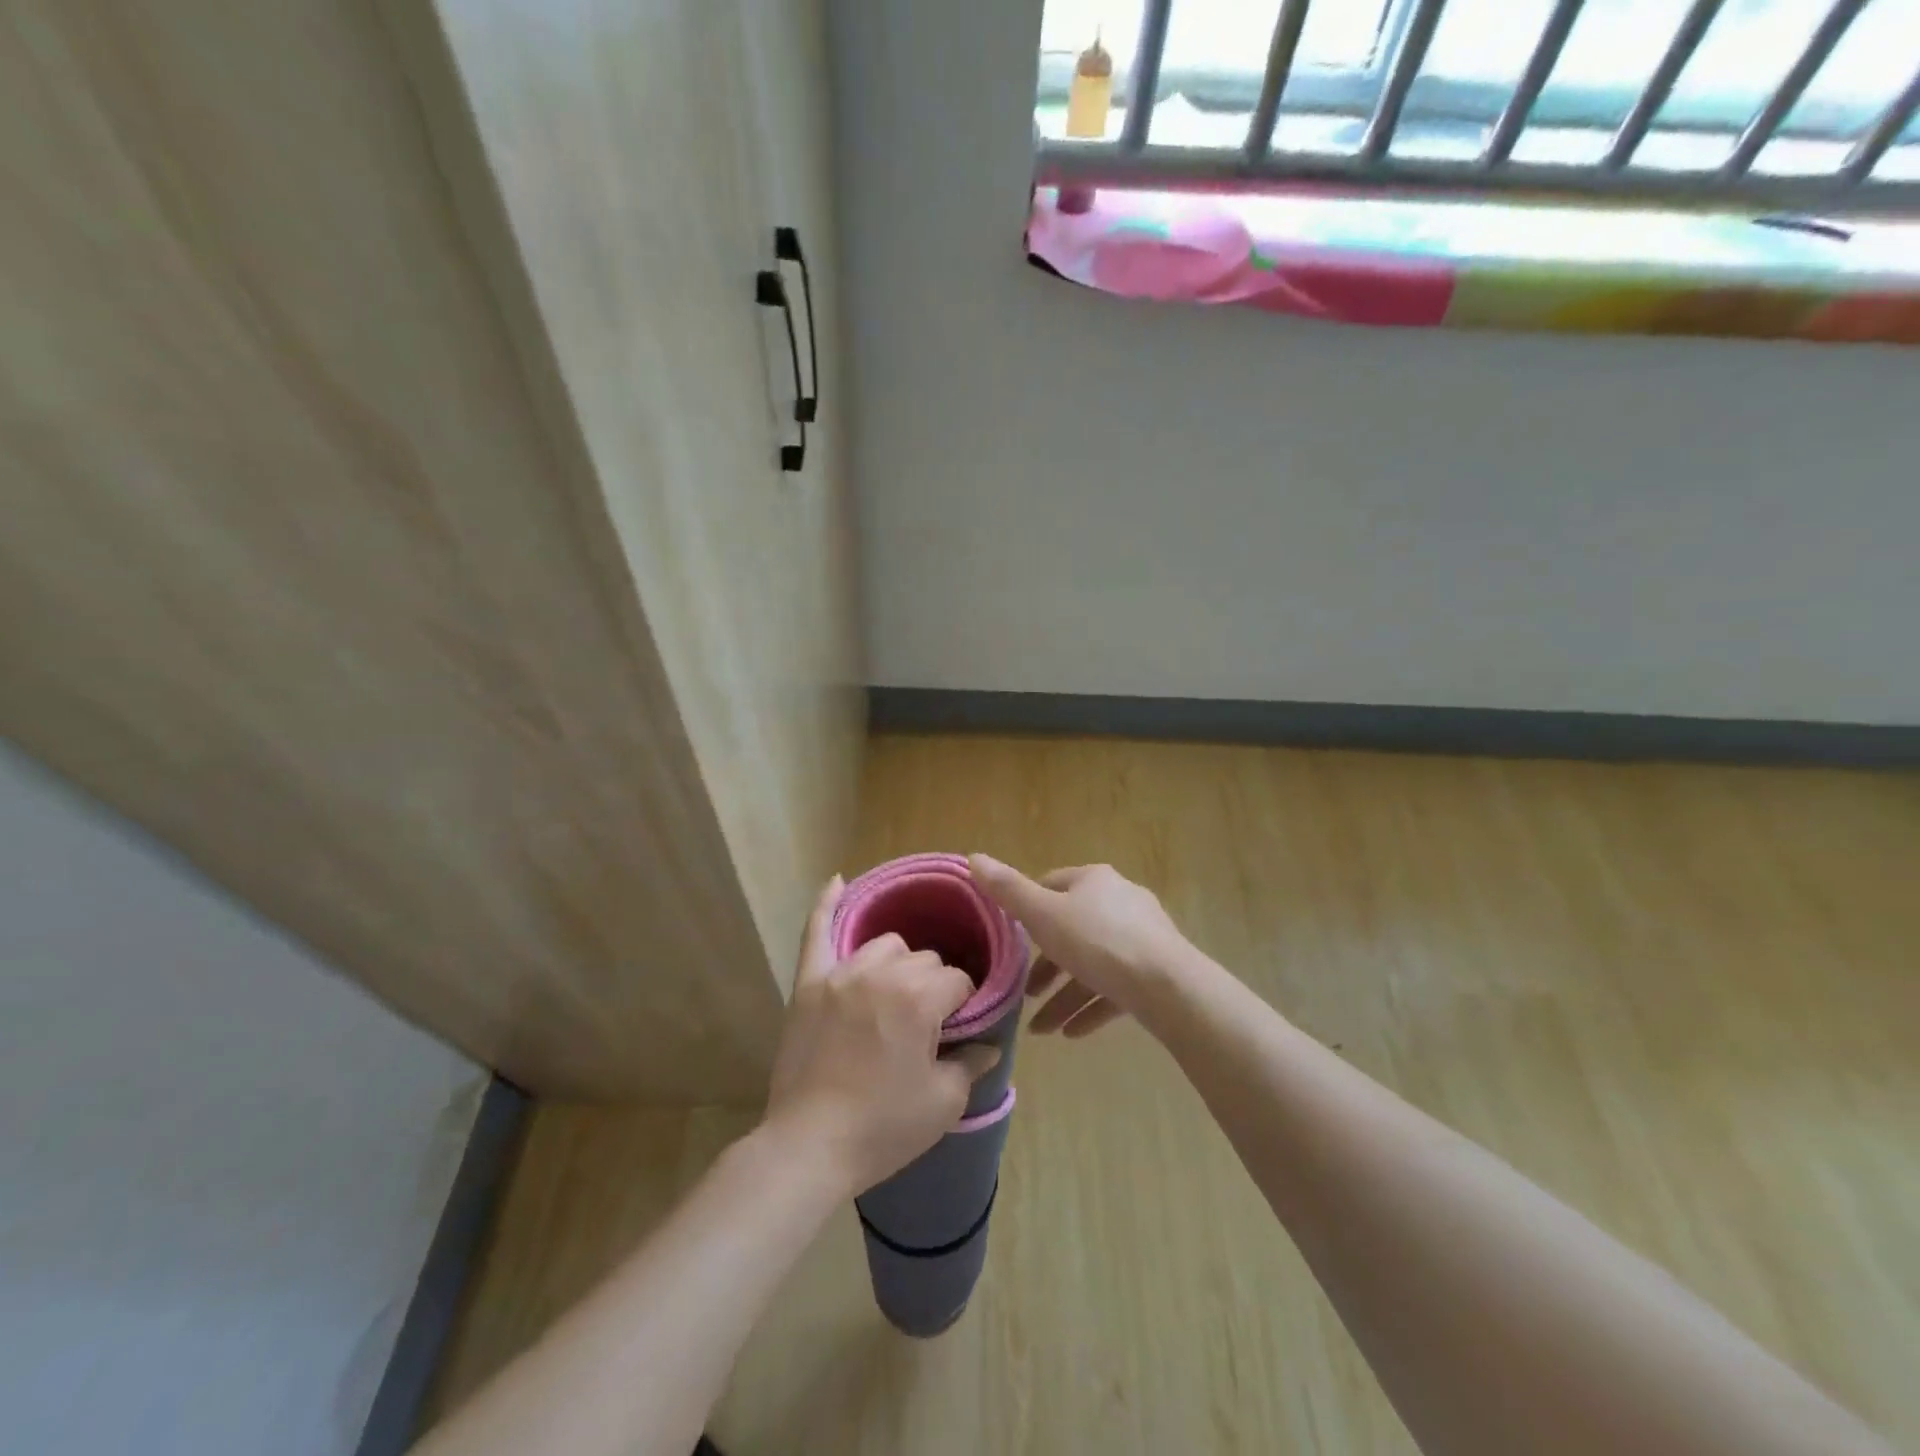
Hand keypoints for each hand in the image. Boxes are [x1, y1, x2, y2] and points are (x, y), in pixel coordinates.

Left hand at [763, 878, 1002, 1194]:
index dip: (963, 1005)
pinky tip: (838, 882)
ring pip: (885, 945)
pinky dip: (826, 905)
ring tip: (895, 991)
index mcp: (920, 998)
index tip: (957, 1030)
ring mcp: (841, 974)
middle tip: (926, 1023)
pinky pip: (817, 932)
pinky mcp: (809, 983)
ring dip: (898, 961)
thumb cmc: (883, 1127)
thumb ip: (971, 1063)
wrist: (810, 1147)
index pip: (957, 981)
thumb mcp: (943, 1102)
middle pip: (923, 960)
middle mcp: (883, 973)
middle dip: (933, 985)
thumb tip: (990, 1044)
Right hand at [968, 856, 1191, 1037]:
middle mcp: (1119, 901)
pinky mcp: (1155, 971)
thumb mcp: (1043, 915)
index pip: (1052, 885)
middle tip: (1025, 994)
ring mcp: (1141, 937)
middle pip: (1071, 930)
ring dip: (1065, 996)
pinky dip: (1091, 1007)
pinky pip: (1115, 988)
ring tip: (1042, 1030)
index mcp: (1093, 880)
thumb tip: (973, 857)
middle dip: (1046, 966)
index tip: (1012, 941)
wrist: (1168, 986)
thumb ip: (1007, 891)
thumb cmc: (1098, 942)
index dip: (1028, 910)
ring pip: (1092, 965)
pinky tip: (1071, 1034)